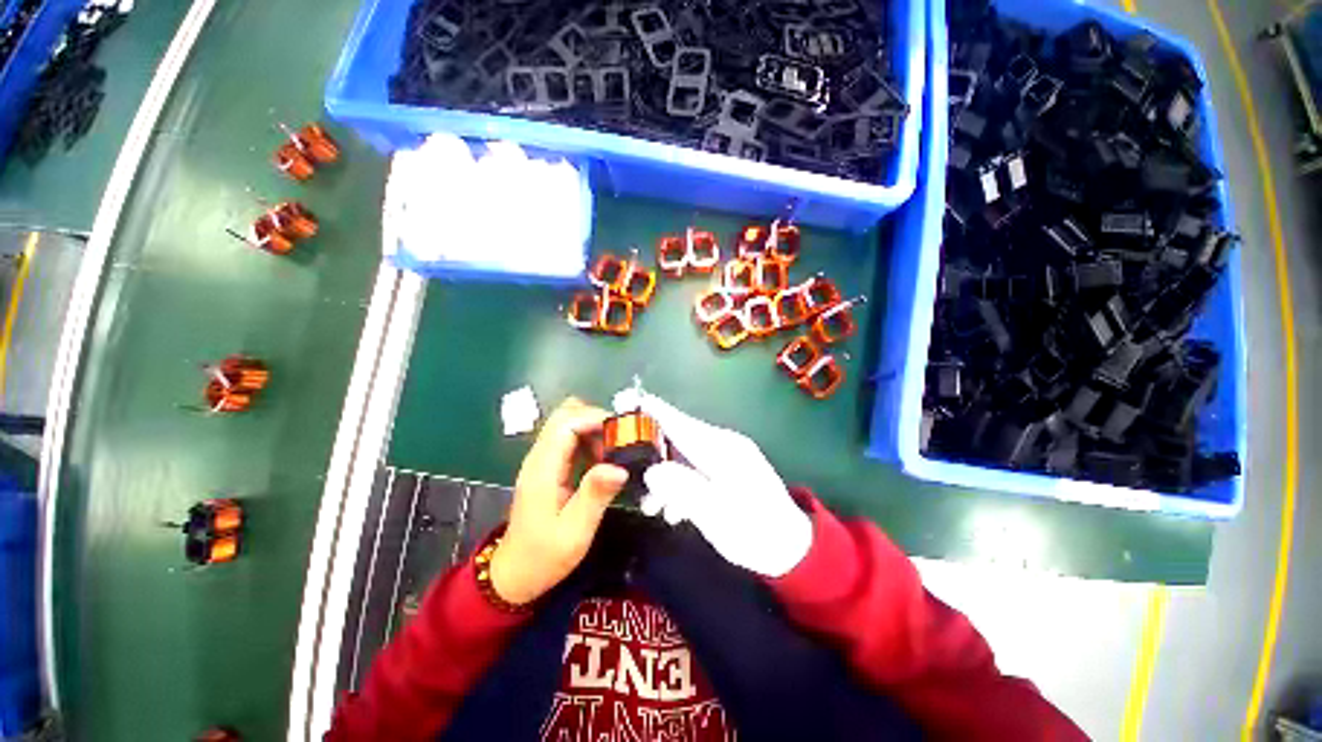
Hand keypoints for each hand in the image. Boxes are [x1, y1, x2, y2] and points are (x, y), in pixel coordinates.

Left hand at [489, 398, 628, 604]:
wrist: (516, 574)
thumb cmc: (546, 556)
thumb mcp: (576, 531)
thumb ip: (595, 495)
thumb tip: (619, 466)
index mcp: (542, 469)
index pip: (566, 422)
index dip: (597, 420)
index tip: (627, 436)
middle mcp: (538, 460)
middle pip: (564, 417)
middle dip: (597, 422)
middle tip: (624, 446)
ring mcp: (540, 466)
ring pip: (566, 429)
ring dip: (594, 434)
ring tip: (619, 458)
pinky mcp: (545, 475)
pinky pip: (566, 446)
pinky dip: (587, 447)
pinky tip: (604, 468)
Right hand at [611, 390, 812, 577]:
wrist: (788, 549)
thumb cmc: (754, 529)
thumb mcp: (716, 512)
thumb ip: (683, 488)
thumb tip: (652, 471)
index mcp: (721, 449)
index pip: (678, 422)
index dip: (648, 410)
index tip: (619, 399)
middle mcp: (722, 448)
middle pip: (675, 438)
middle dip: (648, 455)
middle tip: (624, 476)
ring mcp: (724, 463)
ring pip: (680, 460)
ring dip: (662, 481)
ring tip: (651, 509)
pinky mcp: (725, 479)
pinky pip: (691, 474)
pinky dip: (677, 490)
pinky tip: (672, 514)